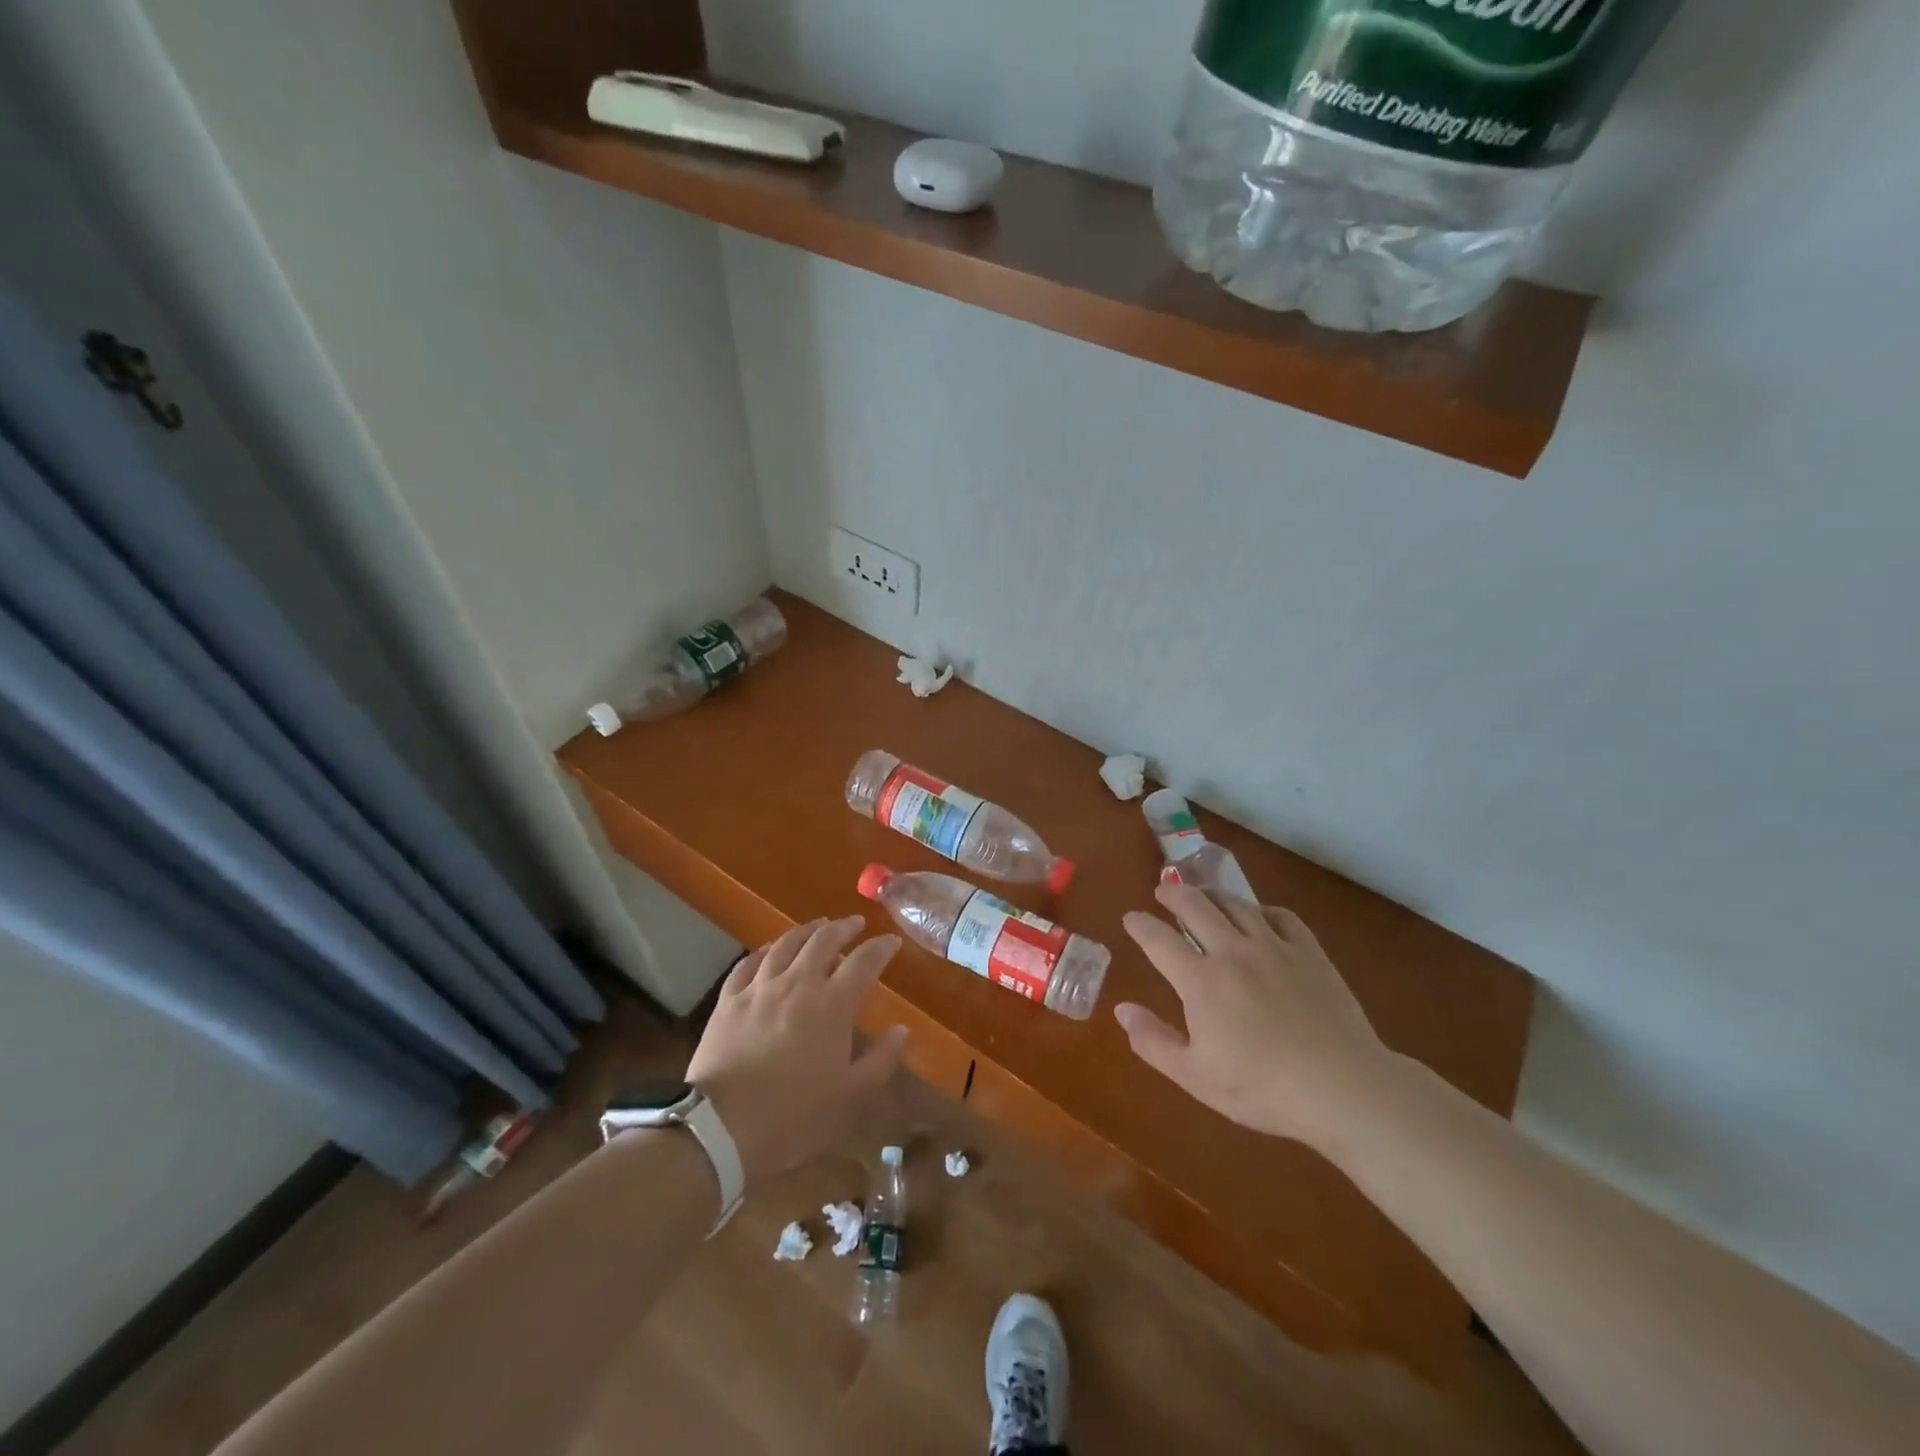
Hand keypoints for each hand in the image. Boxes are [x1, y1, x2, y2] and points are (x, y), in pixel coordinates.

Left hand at [684, 917, 907, 1186]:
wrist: (720, 1129)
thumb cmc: (794, 1116)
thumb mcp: (851, 1097)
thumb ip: (881, 1060)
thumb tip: (901, 1030)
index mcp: (832, 1005)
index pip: (864, 962)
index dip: (881, 948)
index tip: (892, 942)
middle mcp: (797, 984)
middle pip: (823, 941)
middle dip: (844, 928)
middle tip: (855, 923)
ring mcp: (759, 989)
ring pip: (785, 944)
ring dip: (806, 930)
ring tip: (818, 926)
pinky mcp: (728, 1001)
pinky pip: (748, 963)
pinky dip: (765, 951)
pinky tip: (770, 950)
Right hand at [1116, 884, 1395, 1148]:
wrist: (1343, 1088)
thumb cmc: (1262, 1087)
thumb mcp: (1195, 1076)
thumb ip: (1153, 1041)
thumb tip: (1122, 1010)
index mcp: (1200, 980)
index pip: (1158, 939)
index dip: (1140, 925)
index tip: (1131, 918)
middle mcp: (1233, 951)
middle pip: (1196, 906)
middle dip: (1174, 894)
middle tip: (1164, 890)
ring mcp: (1274, 947)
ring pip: (1236, 904)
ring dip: (1212, 894)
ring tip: (1203, 894)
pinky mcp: (1310, 953)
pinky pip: (1281, 916)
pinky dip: (1261, 909)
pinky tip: (1259, 915)